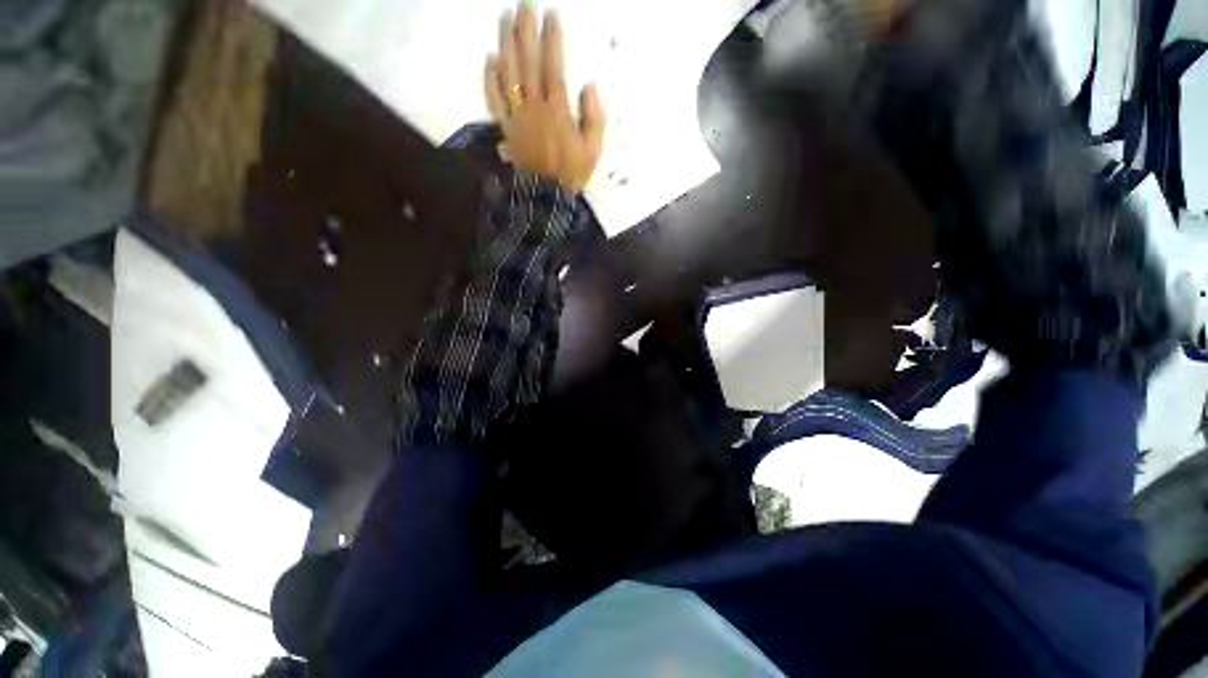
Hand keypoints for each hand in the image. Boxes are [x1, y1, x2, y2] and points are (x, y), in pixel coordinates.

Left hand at [485, 5, 604, 192]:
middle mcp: (534, 107)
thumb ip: (594, 119)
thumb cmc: (572, 173)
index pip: (553, 67)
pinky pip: (495, 100)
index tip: (551, 15)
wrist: (547, 197)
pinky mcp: (506, 127)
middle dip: (525, 32)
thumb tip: (589, 86)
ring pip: (509, 75)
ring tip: (505, 20)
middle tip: (523, 5)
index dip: (552, 40)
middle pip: (528, 64)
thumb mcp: (593, 150)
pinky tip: (490, 59)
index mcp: (557, 111)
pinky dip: (491, 79)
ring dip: (507, 45)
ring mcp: (517, 116)